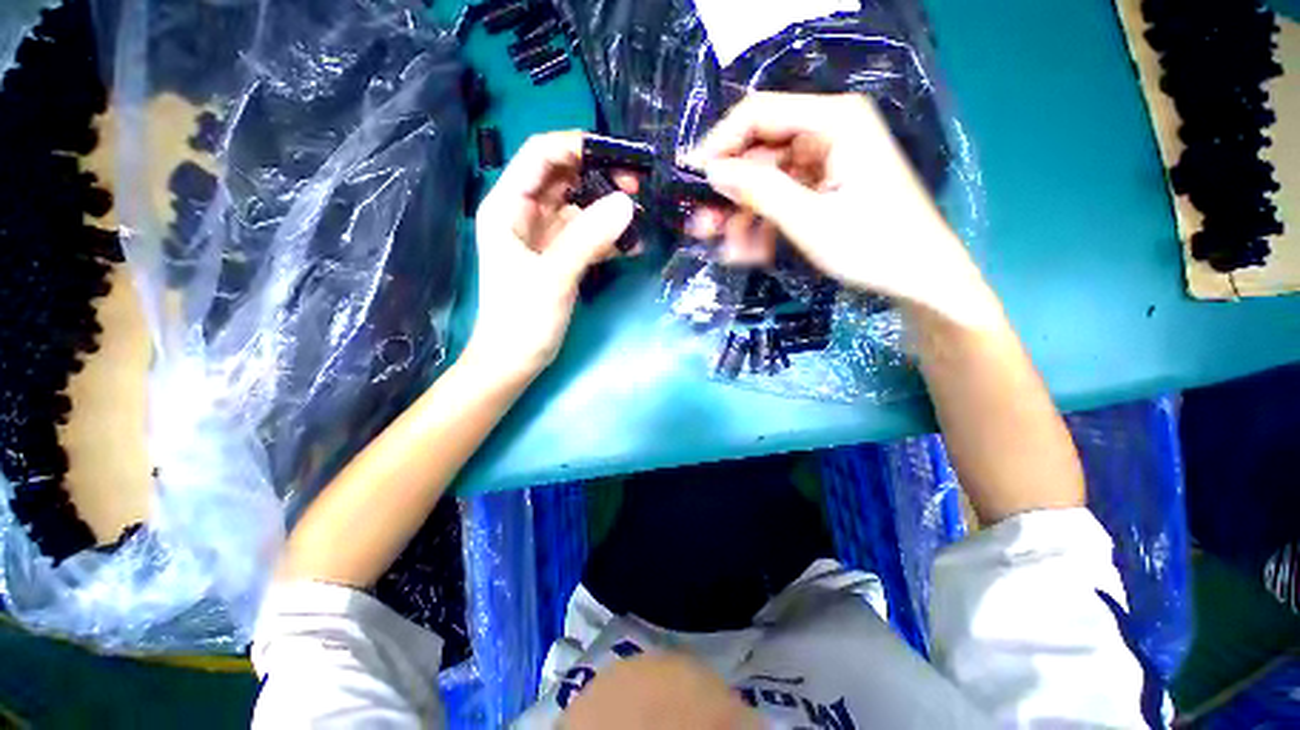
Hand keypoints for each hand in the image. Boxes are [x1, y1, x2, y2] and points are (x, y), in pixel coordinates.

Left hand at [468, 131, 634, 381]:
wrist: (514, 362)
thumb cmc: (521, 320)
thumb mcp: (553, 277)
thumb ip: (588, 239)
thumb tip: (627, 202)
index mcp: (508, 206)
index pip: (540, 155)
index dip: (577, 146)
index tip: (618, 156)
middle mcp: (526, 214)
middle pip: (565, 178)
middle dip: (601, 177)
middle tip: (638, 189)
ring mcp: (546, 236)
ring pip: (581, 207)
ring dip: (610, 209)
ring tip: (642, 216)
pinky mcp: (562, 257)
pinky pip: (588, 236)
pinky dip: (609, 238)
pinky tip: (633, 245)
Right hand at [687, 93, 995, 325]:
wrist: (919, 277)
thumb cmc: (874, 246)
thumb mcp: (810, 220)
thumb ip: (760, 191)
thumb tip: (713, 172)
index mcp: (833, 121)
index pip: (757, 114)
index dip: (719, 145)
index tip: (692, 181)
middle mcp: (828, 130)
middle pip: (759, 151)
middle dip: (730, 193)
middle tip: (702, 228)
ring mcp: (826, 159)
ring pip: (766, 180)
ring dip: (744, 216)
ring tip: (731, 253)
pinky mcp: (824, 185)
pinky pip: (781, 197)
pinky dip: (764, 223)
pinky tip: (754, 252)